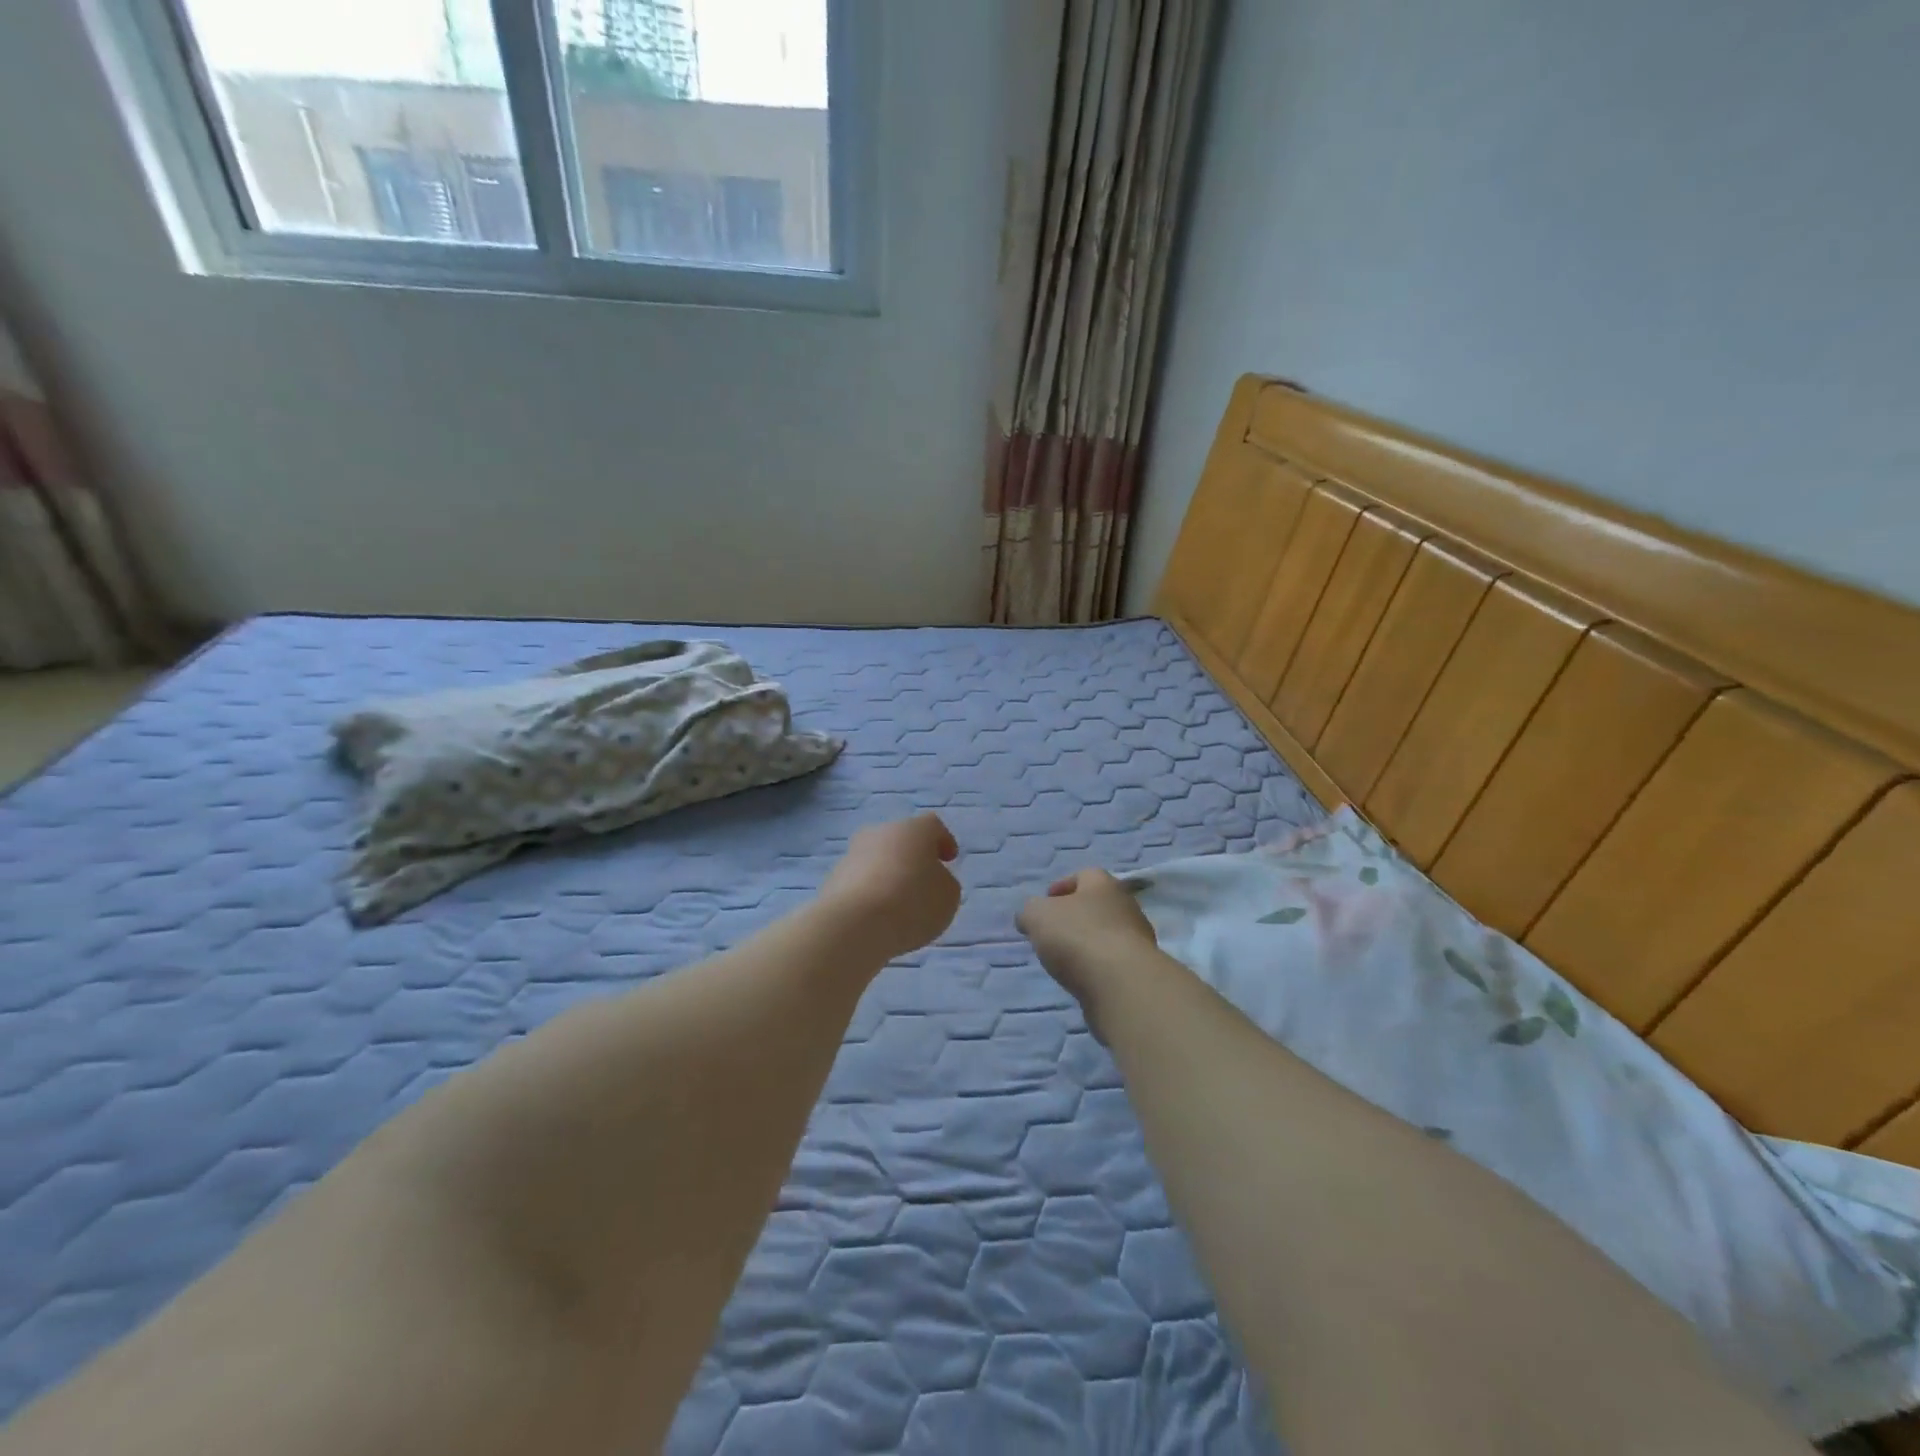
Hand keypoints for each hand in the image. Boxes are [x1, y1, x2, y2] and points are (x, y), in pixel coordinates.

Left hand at [818, 813, 961, 962]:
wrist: (854, 925)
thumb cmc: (912, 903)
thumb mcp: (948, 896)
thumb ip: (944, 882)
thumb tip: (930, 879)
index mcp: (913, 829)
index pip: (933, 826)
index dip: (944, 841)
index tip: (949, 860)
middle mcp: (880, 832)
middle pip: (901, 840)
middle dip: (913, 857)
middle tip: (924, 881)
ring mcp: (852, 854)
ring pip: (877, 859)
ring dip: (889, 874)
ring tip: (899, 904)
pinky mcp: (833, 878)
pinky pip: (860, 881)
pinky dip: (870, 892)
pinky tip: (877, 915)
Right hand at [1017, 869, 1159, 1030]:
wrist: (1121, 983)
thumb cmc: (1077, 936)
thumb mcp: (1037, 915)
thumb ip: (1030, 911)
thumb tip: (1029, 917)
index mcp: (1103, 884)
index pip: (1083, 875)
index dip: (1062, 886)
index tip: (1045, 902)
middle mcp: (1126, 905)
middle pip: (1097, 905)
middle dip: (1075, 916)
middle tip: (1052, 932)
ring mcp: (1138, 939)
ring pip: (1107, 934)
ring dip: (1087, 943)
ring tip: (1064, 959)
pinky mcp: (1140, 970)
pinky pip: (1113, 961)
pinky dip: (1097, 966)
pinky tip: (1083, 978)